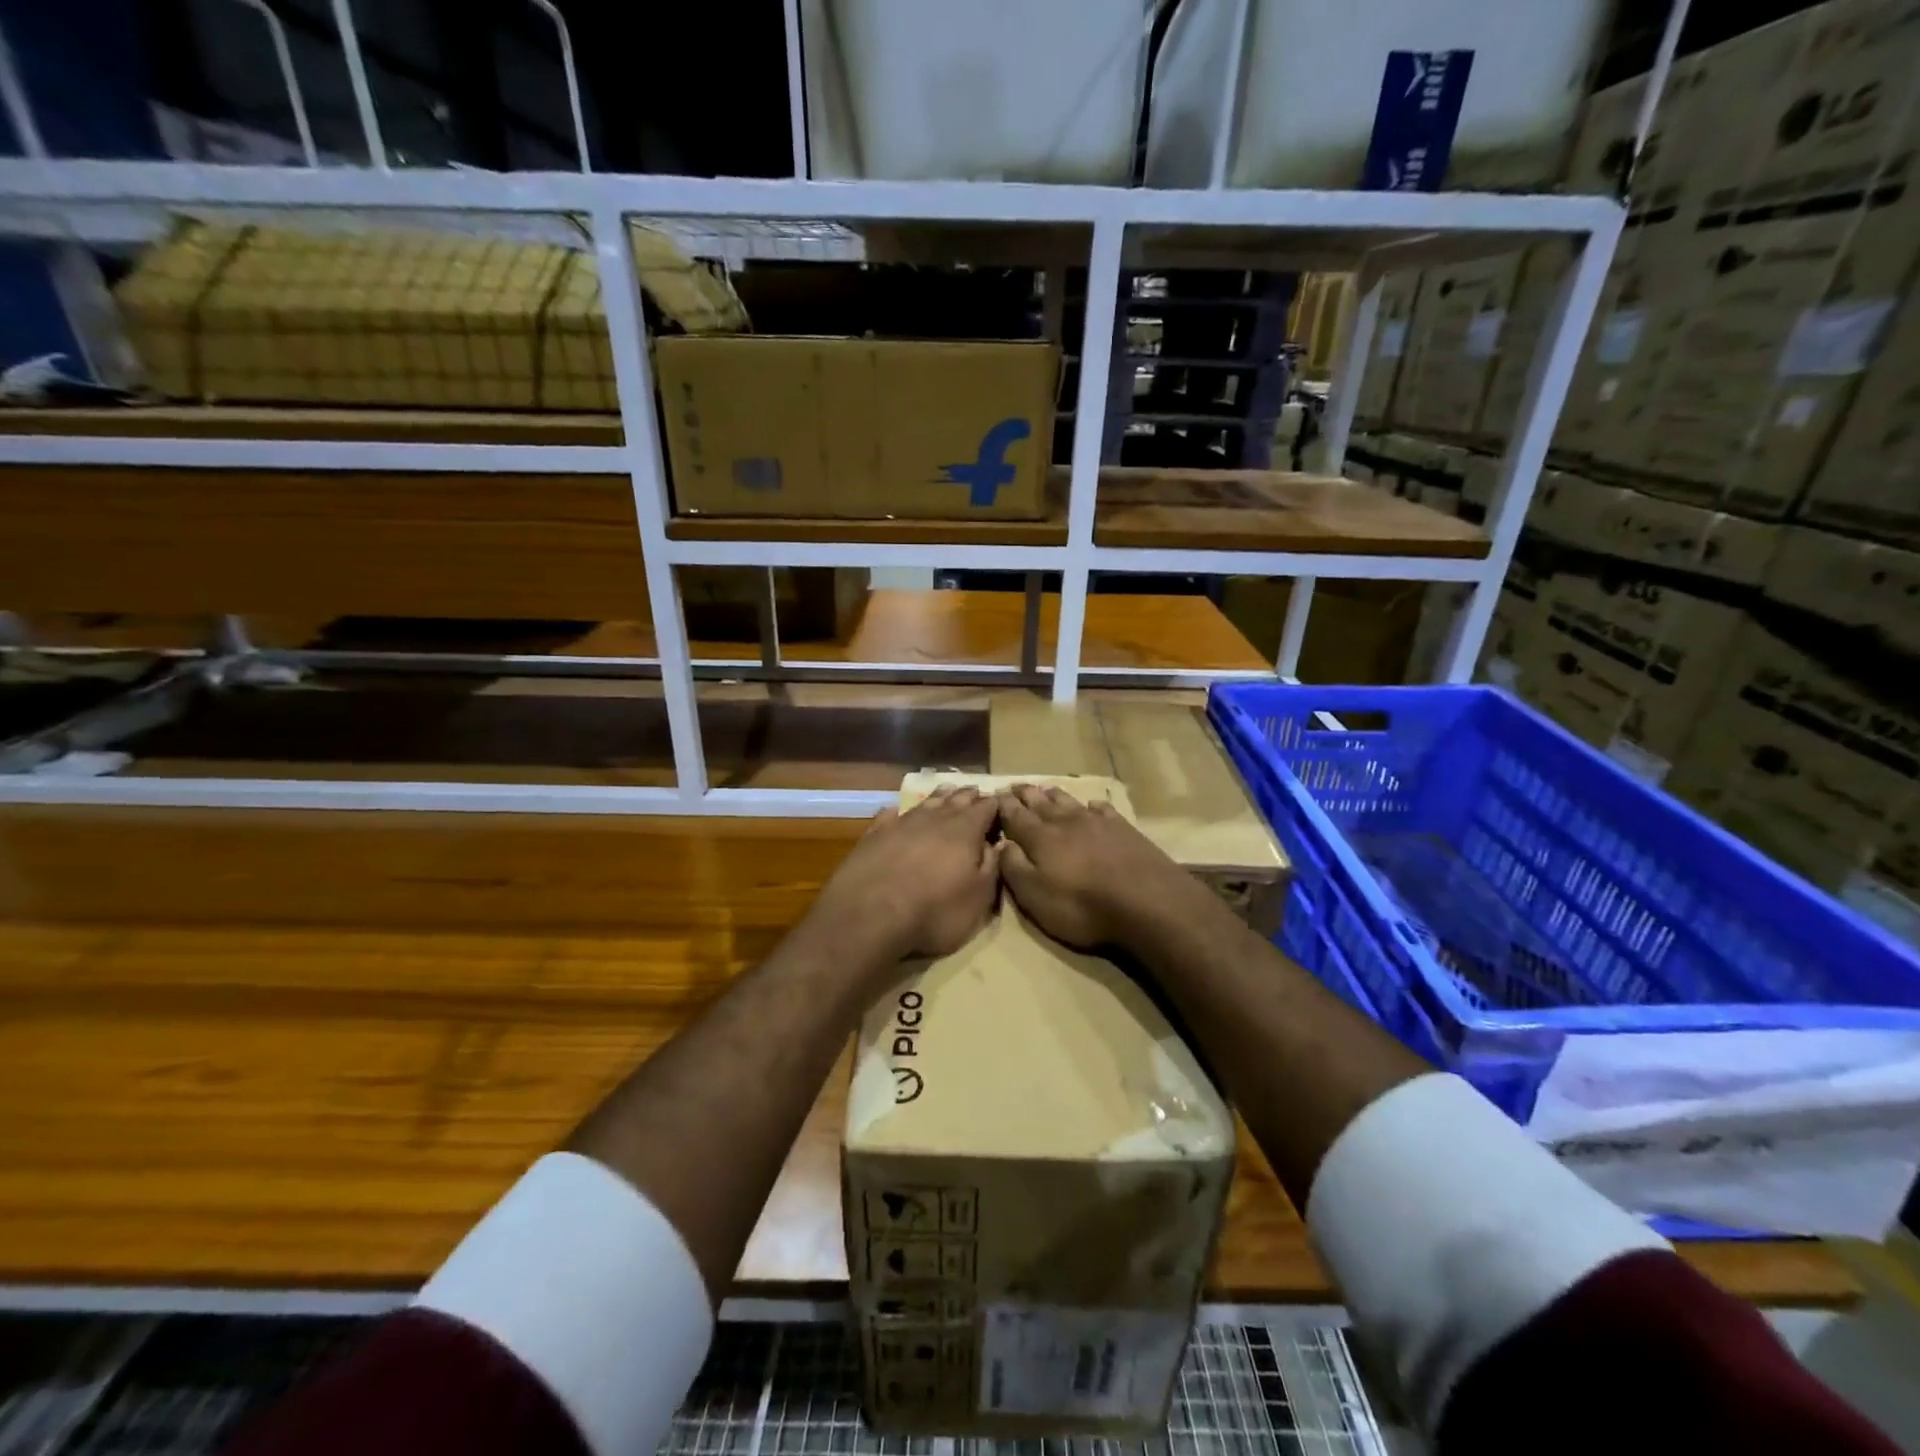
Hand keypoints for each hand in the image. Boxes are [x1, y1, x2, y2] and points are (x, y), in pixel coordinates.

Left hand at [814, 787, 999, 961]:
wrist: (870, 915)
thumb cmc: (934, 911)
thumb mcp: (978, 898)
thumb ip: (991, 867)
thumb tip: (996, 844)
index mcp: (965, 831)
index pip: (986, 808)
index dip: (995, 804)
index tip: (1002, 800)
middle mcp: (934, 819)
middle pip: (956, 800)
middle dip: (968, 795)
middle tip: (976, 790)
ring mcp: (901, 824)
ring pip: (925, 803)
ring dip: (939, 797)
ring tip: (947, 791)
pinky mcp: (873, 835)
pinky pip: (889, 815)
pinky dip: (898, 812)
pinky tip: (896, 811)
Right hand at [996, 784, 1207, 948]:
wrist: (1146, 900)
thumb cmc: (1082, 905)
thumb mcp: (1035, 896)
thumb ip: (1014, 868)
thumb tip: (1002, 844)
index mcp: (1040, 838)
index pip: (1015, 816)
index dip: (1004, 806)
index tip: (995, 795)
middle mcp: (1065, 822)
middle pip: (1041, 803)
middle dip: (1026, 794)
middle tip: (1016, 786)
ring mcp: (1097, 822)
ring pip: (1069, 801)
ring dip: (1054, 795)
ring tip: (1045, 789)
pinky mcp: (1123, 829)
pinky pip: (1103, 810)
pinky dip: (1093, 806)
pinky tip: (1093, 806)